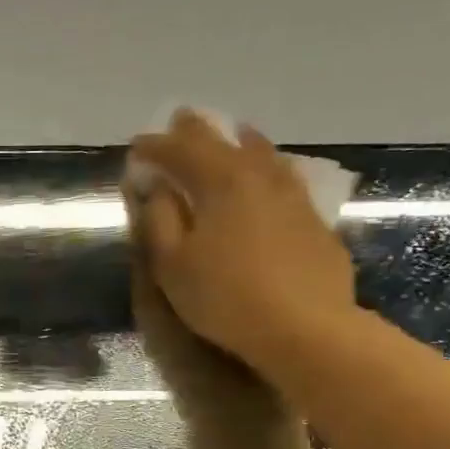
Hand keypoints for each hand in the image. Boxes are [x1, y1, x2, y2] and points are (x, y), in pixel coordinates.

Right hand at [123, 109, 355, 386]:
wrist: (306, 328)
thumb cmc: (225, 297)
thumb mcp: (173, 264)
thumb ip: (160, 220)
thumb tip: (157, 188)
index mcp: (220, 182)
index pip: (181, 152)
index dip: (155, 147)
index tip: (136, 146)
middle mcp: (259, 177)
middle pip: (224, 142)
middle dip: (197, 131)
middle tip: (180, 120)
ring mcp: (293, 196)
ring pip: (264, 155)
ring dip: (241, 142)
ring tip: (233, 133)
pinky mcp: (314, 221)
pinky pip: (285, 178)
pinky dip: (268, 167)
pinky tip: (271, 175)